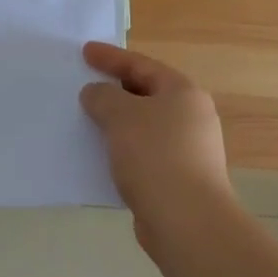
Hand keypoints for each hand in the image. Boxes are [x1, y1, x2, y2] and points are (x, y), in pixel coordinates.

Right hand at [81, 42, 232, 247]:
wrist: (188, 224)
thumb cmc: (155, 156)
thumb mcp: (120, 115)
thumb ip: (102, 96)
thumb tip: (96, 93)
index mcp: (183, 92)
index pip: (141, 64)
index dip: (110, 57)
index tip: (85, 51)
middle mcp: (192, 117)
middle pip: (147, 93)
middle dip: (115, 89)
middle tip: (87, 84)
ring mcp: (190, 151)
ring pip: (146, 125)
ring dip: (119, 122)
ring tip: (89, 120)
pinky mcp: (181, 180)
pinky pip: (146, 153)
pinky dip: (125, 148)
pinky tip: (104, 156)